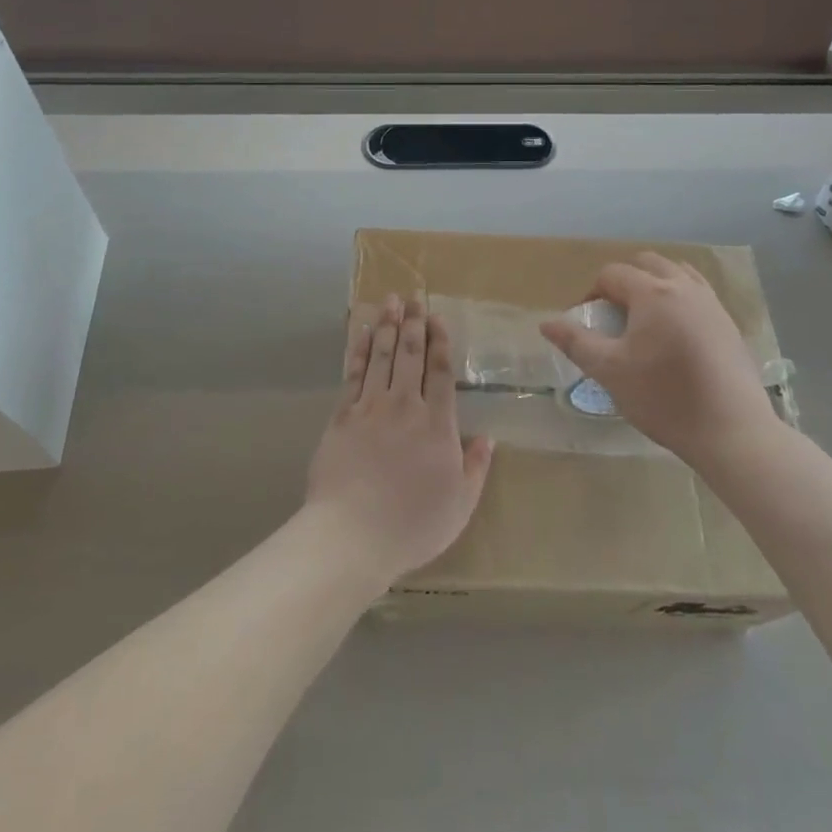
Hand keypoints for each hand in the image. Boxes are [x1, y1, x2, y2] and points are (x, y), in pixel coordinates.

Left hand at [304, 295, 491, 589]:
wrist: (352, 535)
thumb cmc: (412, 525)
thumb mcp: (460, 505)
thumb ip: (476, 468)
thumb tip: (488, 438)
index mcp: (437, 425)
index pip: (441, 372)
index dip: (440, 341)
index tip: (437, 318)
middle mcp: (405, 406)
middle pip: (410, 354)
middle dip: (413, 323)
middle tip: (413, 297)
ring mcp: (371, 407)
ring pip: (382, 356)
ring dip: (387, 325)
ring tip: (390, 301)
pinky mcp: (342, 416)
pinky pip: (353, 374)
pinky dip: (359, 349)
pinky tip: (362, 332)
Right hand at [539, 254, 776, 464]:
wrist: (732, 432)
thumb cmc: (664, 398)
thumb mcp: (610, 372)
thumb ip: (576, 342)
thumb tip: (546, 323)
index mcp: (652, 293)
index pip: (612, 274)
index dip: (593, 293)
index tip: (589, 323)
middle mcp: (684, 287)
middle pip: (648, 263)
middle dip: (625, 281)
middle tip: (615, 316)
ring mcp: (712, 304)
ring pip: (678, 274)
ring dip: (655, 285)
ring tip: (645, 320)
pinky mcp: (729, 325)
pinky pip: (699, 294)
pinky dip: (680, 300)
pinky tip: (676, 336)